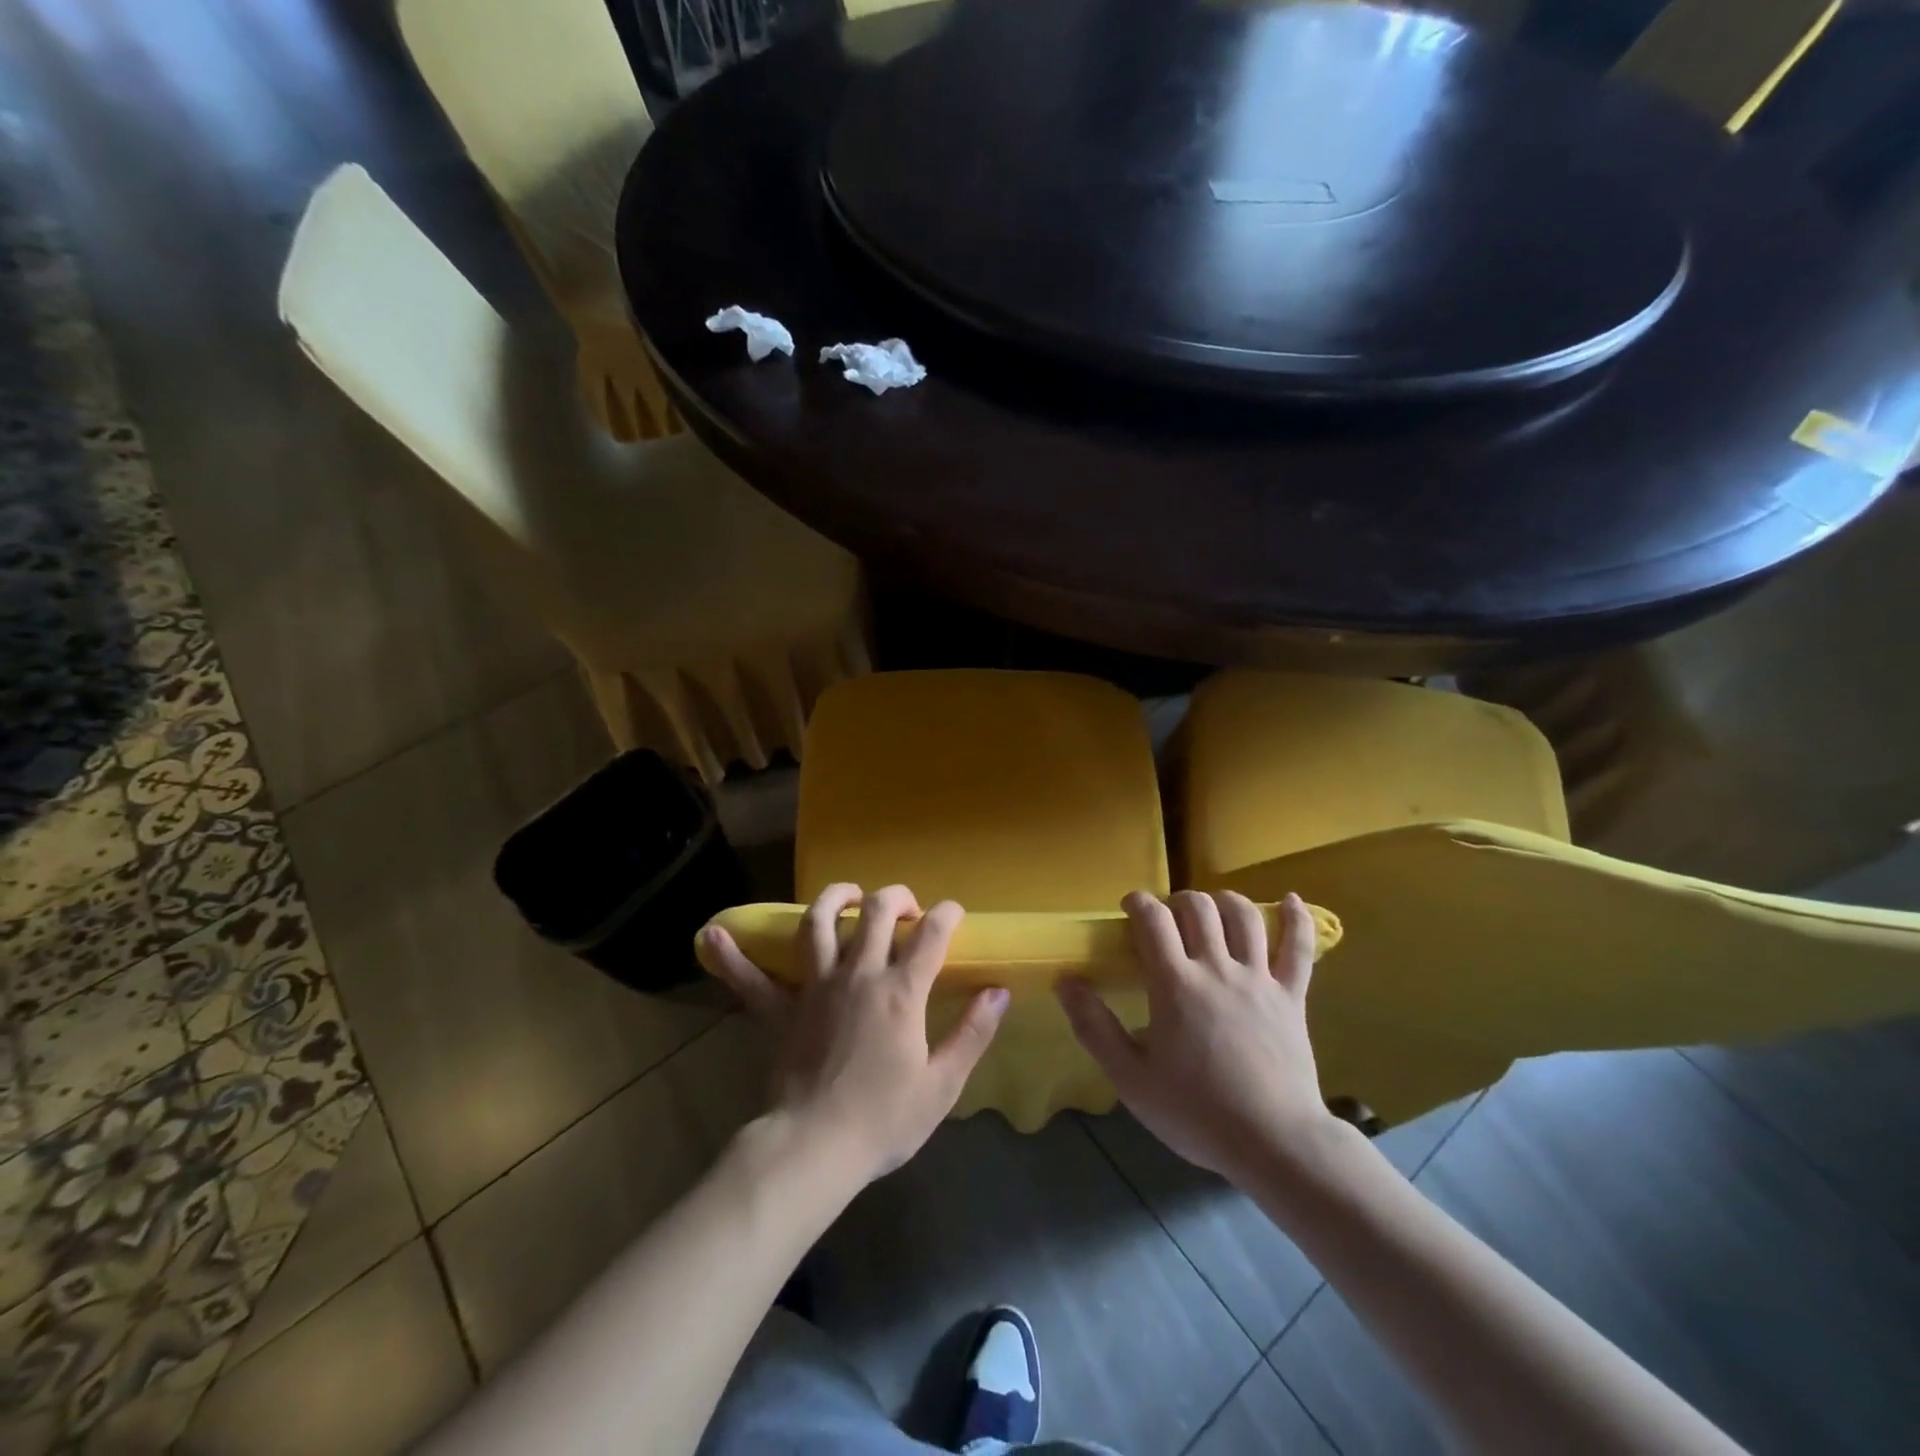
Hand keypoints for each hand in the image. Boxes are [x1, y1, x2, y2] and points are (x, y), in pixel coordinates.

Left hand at [704, 884, 1008, 1186]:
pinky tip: (711, 935)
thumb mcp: (942, 1084)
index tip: (954, 914)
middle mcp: (858, 974)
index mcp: (900, 991)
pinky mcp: (781, 1010)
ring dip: (834, 899)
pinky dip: (733, 958)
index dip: (947, 914)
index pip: (930, 934)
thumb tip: (998, 992)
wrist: (815, 1149)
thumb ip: (973, 1033)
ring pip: (818, 923)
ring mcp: (815, 987)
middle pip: (875, 912)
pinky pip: (753, 980)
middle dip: (896, 897)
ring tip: (848, 895)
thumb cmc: (884, 1119)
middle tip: (907, 908)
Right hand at [1057, 889, 1330, 1183]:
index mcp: (1175, 983)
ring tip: (1213, 907)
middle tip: (1168, 918)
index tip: (1130, 906)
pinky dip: (1297, 918)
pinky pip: (1299, 948)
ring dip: (1224, 901)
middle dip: (1177, 901)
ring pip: (1244, 917)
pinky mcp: (1293, 996)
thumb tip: (1064, 981)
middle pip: (1198, 908)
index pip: (1154, 920)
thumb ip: (1094, 1026)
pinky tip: (1291, 900)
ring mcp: (1259, 979)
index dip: (1139, 902)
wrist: (1274, 1143)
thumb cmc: (1196, 1112)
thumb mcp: (1131, 1078)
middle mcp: (1217, 968)